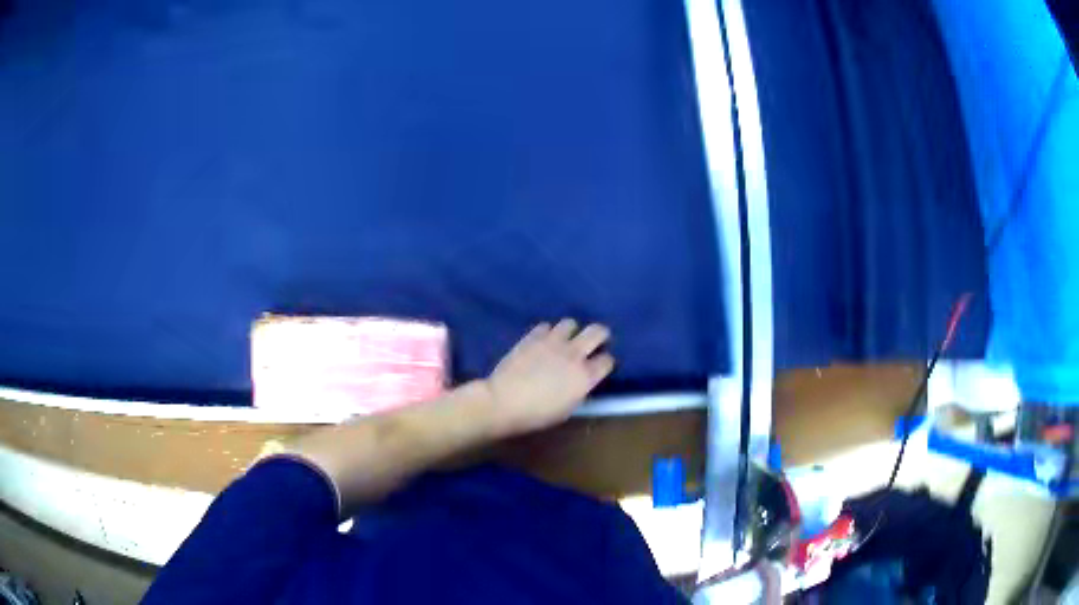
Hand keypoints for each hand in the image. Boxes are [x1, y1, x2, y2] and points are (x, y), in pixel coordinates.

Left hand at [483, 319, 614, 435]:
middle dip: (600, 335)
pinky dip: (547, 333)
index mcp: (585, 376)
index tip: (600, 366)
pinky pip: (546, 326)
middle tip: (594, 342)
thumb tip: (581, 381)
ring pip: (571, 323)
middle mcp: (574, 354)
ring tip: (564, 340)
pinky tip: (542, 342)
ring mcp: (553, 342)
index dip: (605, 362)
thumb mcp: (567, 408)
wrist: (504, 402)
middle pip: (597, 331)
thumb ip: (579, 390)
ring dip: (571, 331)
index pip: (607, 360)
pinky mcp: (533, 336)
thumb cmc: (537, 414)